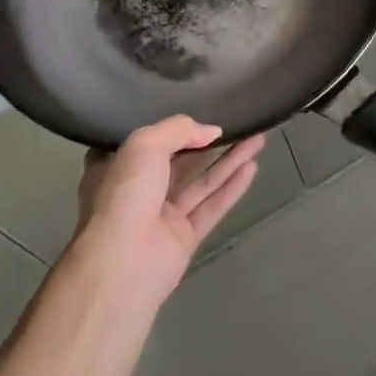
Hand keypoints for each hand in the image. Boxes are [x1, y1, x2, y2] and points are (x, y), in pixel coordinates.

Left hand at [69, 117, 264, 305]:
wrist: (122, 265)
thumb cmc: (124, 195)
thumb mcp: (145, 144)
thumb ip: (179, 129)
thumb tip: (211, 131)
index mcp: (117, 167)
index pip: (145, 140)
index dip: (171, 126)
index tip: (196, 110)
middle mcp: (139, 190)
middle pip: (180, 159)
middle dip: (208, 142)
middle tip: (238, 121)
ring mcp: (162, 216)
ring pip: (201, 182)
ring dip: (229, 160)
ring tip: (257, 138)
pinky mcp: (184, 238)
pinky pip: (212, 206)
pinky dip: (232, 187)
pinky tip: (253, 167)